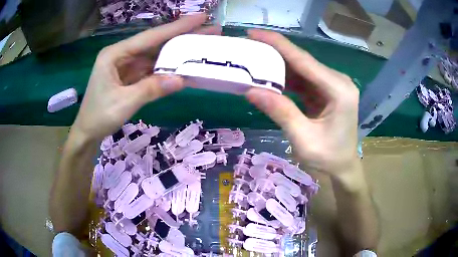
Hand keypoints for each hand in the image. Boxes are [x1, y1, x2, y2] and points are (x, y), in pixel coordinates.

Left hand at [72, 14, 220, 140]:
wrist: (87, 132)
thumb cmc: (99, 117)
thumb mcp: (124, 103)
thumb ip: (151, 89)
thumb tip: (181, 79)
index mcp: (115, 54)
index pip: (151, 36)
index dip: (177, 26)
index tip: (201, 17)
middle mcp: (122, 55)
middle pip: (156, 42)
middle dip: (182, 36)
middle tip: (210, 30)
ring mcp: (127, 65)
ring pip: (156, 55)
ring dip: (177, 52)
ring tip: (201, 46)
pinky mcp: (130, 76)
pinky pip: (152, 69)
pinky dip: (167, 69)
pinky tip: (183, 66)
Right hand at [245, 30, 359, 175]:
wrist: (343, 166)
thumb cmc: (328, 158)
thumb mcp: (303, 139)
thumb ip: (280, 112)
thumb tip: (251, 90)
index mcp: (339, 90)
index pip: (304, 61)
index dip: (278, 45)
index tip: (254, 33)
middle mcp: (338, 81)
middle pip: (303, 61)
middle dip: (275, 53)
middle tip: (248, 47)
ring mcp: (333, 85)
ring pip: (302, 69)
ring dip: (279, 65)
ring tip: (254, 61)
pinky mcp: (327, 91)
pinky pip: (304, 79)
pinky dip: (286, 78)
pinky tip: (269, 77)